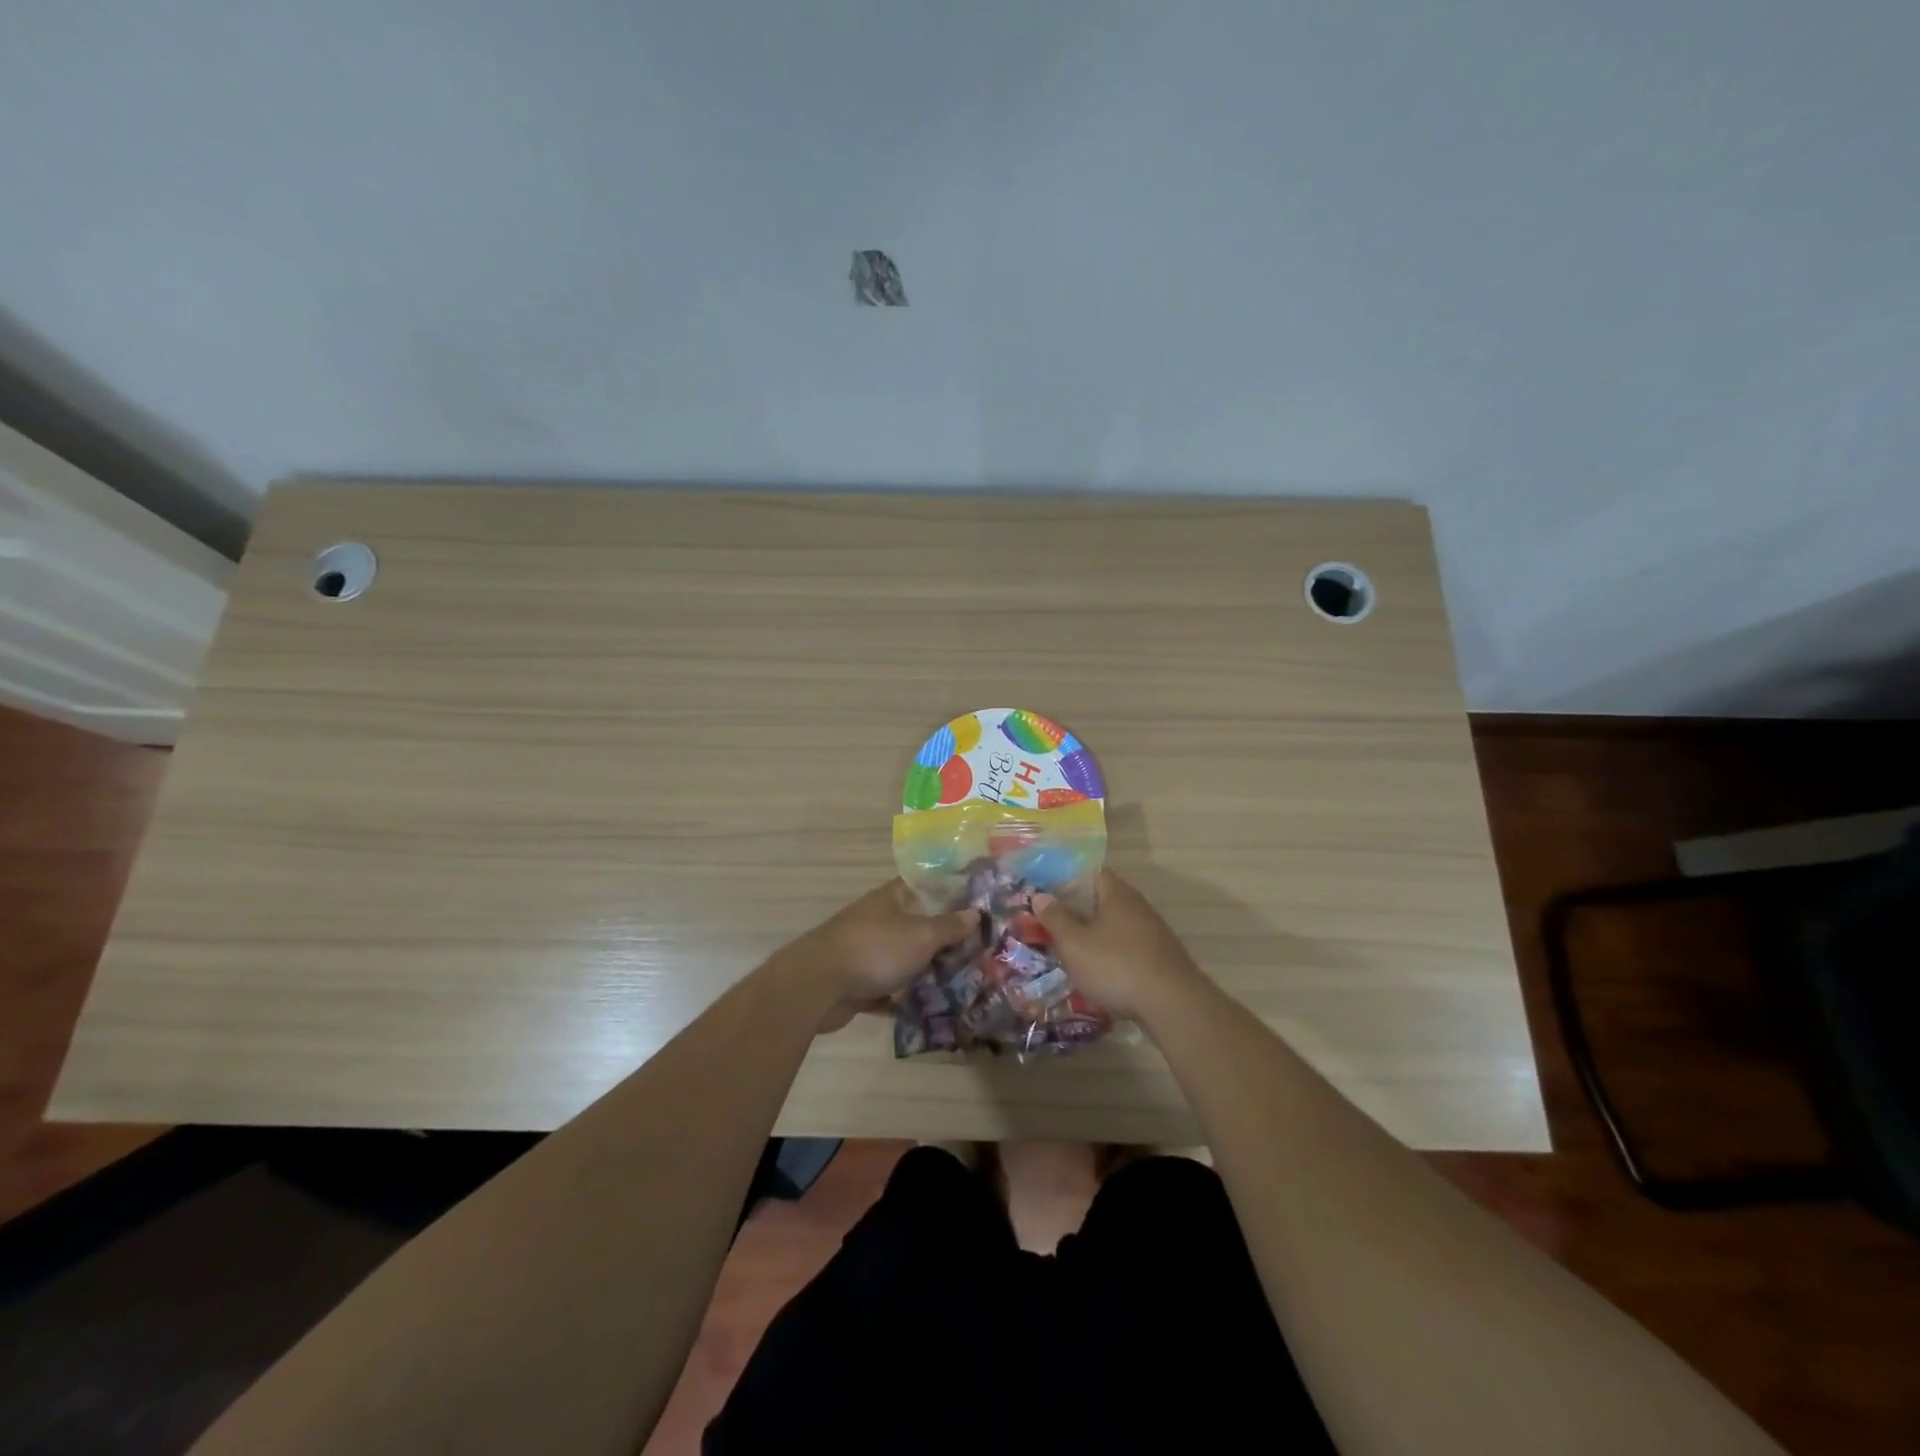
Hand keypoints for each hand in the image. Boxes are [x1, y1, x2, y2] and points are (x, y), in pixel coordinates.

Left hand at [791, 879, 978, 1032]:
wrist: (818, 986)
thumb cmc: (875, 950)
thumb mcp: (921, 935)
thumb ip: (949, 926)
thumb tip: (975, 912)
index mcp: (889, 899)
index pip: (921, 887)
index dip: (946, 893)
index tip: (973, 905)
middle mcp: (876, 920)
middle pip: (914, 924)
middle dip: (940, 937)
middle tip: (975, 950)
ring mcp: (863, 951)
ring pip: (900, 958)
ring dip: (922, 969)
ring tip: (958, 981)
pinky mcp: (855, 982)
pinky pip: (886, 988)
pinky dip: (902, 997)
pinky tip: (927, 1008)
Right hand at [1032, 870, 1205, 1021]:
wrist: (1173, 1005)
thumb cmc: (1116, 966)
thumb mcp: (1075, 944)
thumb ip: (1055, 918)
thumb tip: (1040, 896)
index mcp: (1117, 894)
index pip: (1090, 873)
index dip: (1066, 880)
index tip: (1046, 895)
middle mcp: (1137, 906)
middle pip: (1101, 900)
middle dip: (1076, 911)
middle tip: (1050, 925)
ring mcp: (1152, 932)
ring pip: (1113, 926)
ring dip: (1092, 935)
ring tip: (1068, 951)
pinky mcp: (1159, 958)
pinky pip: (1126, 947)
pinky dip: (1109, 954)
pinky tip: (1096, 972)